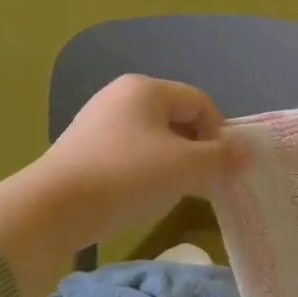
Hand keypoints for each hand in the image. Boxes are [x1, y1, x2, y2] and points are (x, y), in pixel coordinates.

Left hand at [0, 75, 241, 296]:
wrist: (53, 208)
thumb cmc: (128, 176)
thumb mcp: (186, 167)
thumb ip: (221, 157)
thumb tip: (243, 153)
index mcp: (146, 88)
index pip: (200, 103)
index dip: (218, 134)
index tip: (220, 168)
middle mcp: (120, 95)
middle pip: (177, 118)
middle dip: (196, 149)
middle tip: (201, 181)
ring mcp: (98, 121)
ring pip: (153, 138)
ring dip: (172, 162)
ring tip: (172, 191)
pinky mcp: (83, 148)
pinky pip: (129, 153)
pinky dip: (144, 171)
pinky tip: (141, 195)